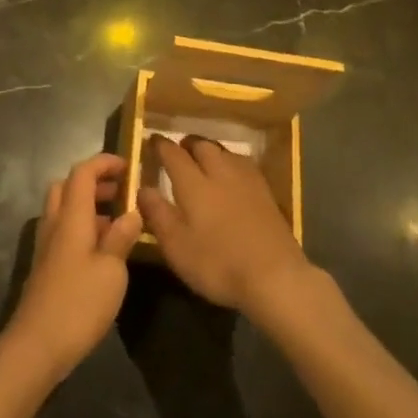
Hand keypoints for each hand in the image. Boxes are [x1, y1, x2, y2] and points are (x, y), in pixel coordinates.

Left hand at [2, 153, 142, 385]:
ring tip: (119, 222)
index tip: (128, 165)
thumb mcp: (111, 271)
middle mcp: (55, 224)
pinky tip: (102, 251)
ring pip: (64, 209)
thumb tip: (132, 212)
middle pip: (67, 186)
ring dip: (88, 206)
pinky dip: (82, 227)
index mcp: (71, 217)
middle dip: (94, 182)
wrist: (35, 347)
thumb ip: (121, 238)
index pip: (82, 173)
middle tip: (121, 192)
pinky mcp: (46, 267)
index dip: (104, 163)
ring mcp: (47, 246)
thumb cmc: (78, 304)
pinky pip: (63, 231)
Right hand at [137, 135, 310, 316]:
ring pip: (225, 152)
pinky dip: (231, 162)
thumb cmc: (218, 264)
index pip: (173, 154)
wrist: (275, 277)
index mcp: (194, 183)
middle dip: (188, 144)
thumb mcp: (177, 246)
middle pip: (202, 146)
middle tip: (179, 150)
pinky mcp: (266, 193)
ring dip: (211, 150)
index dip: (160, 146)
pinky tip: (233, 175)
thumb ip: (157, 214)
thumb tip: (143, 188)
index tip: (152, 140)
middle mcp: (220, 172)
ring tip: (204, 159)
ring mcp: (247, 181)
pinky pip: (243, 164)